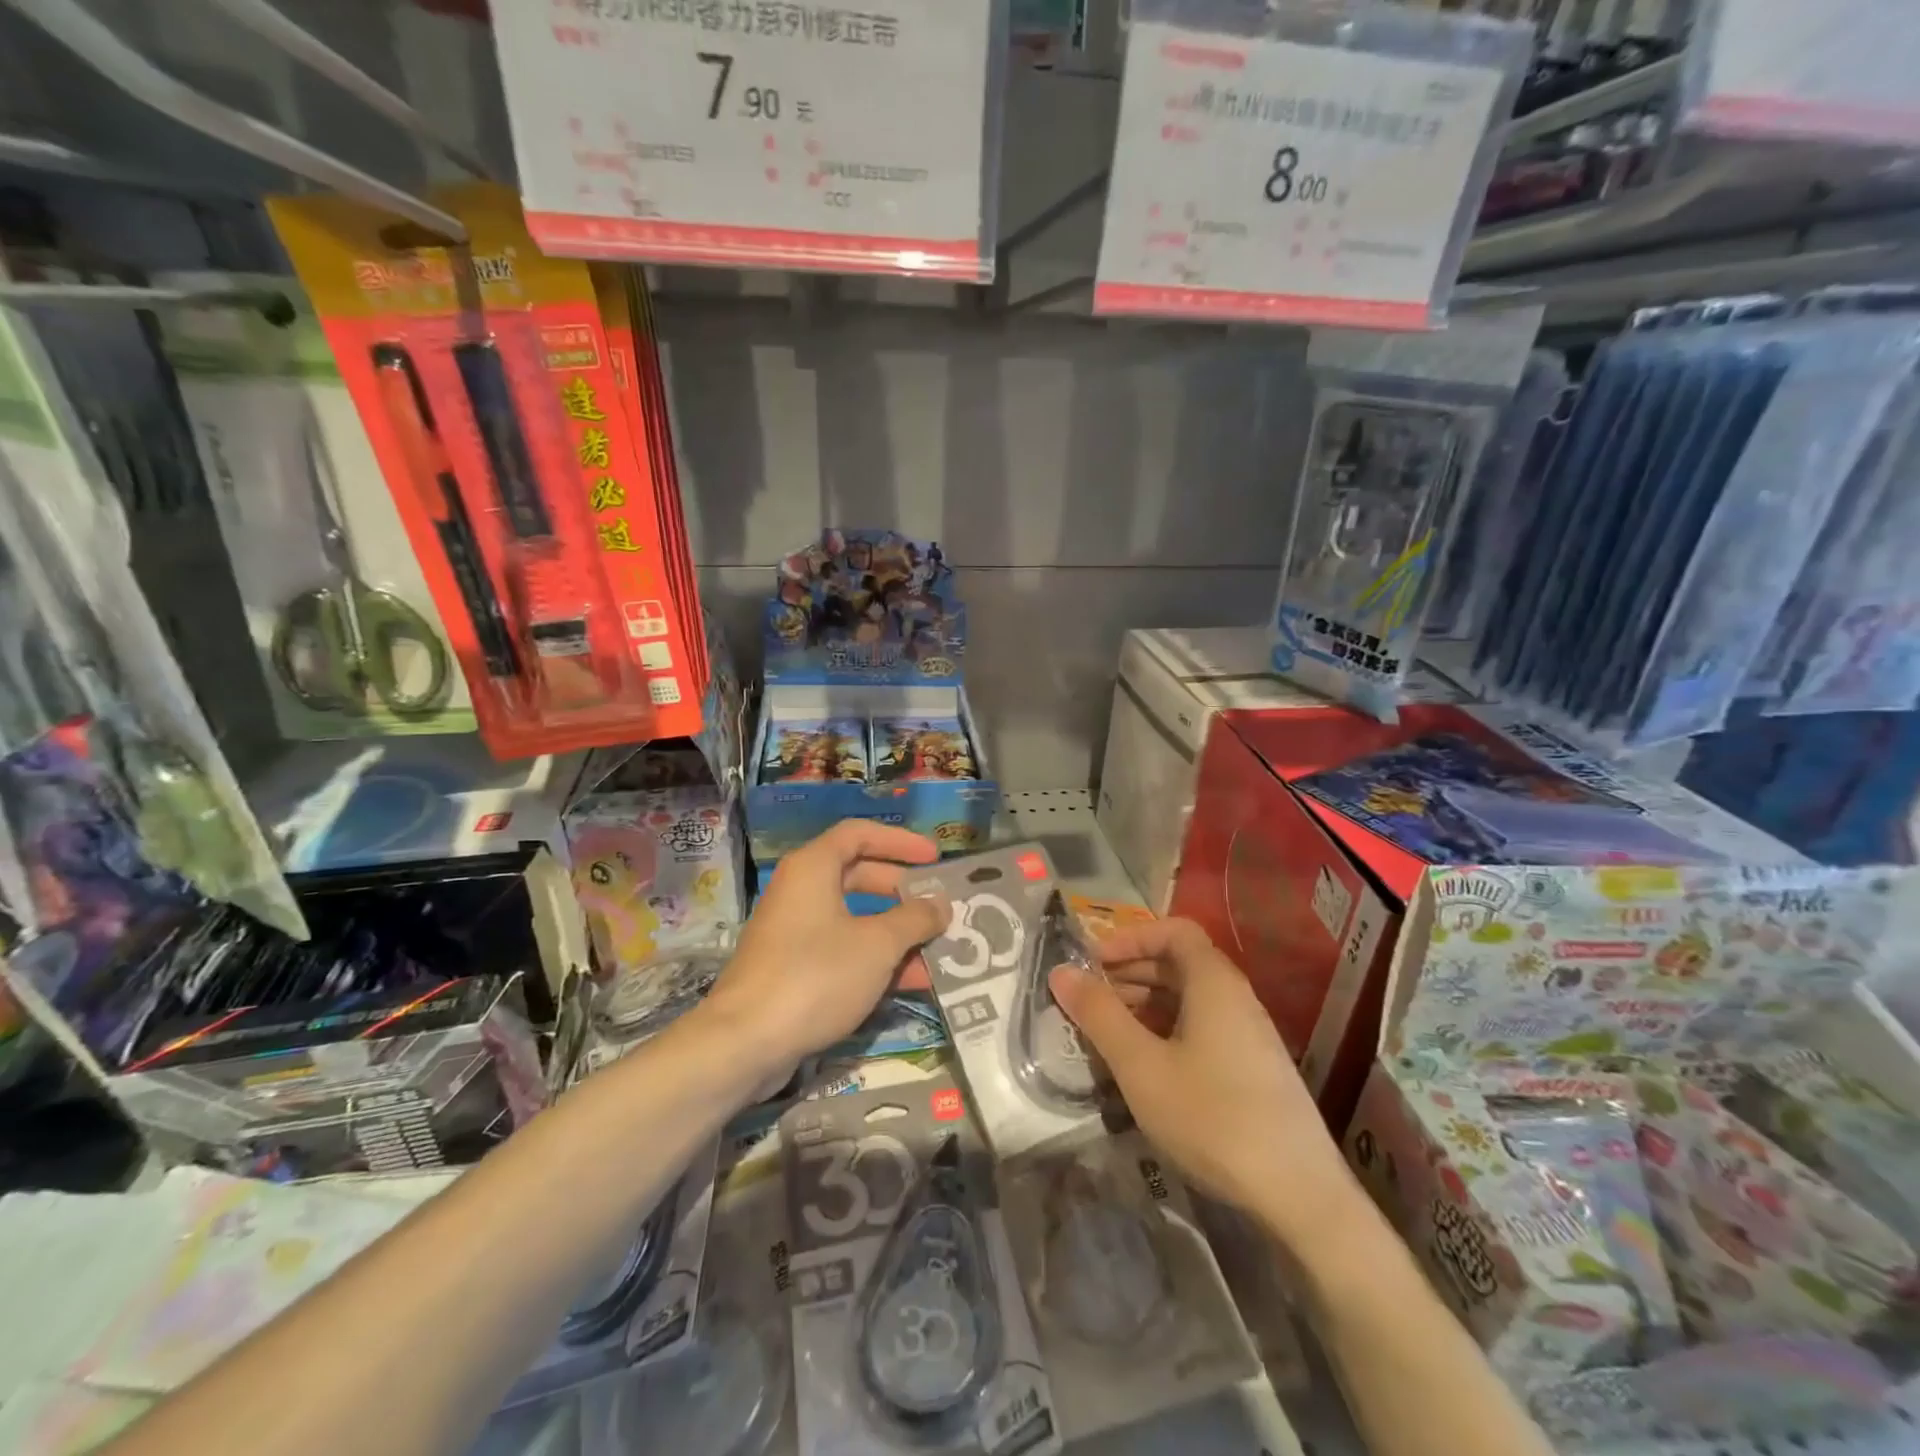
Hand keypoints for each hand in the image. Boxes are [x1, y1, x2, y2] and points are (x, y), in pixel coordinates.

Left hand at [704, 821, 947, 1086]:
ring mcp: (793, 932)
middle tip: (937, 904)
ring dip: (895, 932)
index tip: (934, 857)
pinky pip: (842, 950)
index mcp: (813, 868)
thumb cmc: (816, 975)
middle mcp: (800, 891)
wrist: (746, 1042)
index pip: (859, 834)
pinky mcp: (792, 969)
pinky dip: (874, 959)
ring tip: (937, 949)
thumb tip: (940, 904)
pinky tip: (911, 982)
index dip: (900, 841)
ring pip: (854, 918)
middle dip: (902, 891)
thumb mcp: (878, 944)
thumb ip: (915, 919)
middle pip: (858, 875)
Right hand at [1049, 917, 1361, 1248]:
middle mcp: (1236, 997)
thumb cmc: (1212, 1117)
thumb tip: (1061, 972)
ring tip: (1108, 1032)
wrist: (1300, 1195)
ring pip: (1189, 998)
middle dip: (1130, 972)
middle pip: (1179, 962)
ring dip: (1145, 1003)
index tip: (1093, 961)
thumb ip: (1099, 1015)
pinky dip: (1166, 1029)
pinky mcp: (1252, 1067)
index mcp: (1214, 982)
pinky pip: (1202, 1027)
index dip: (1130, 937)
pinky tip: (1144, 1064)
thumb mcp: (1141, 1066)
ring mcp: (1248, 1034)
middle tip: (1090, 998)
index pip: (1173, 930)